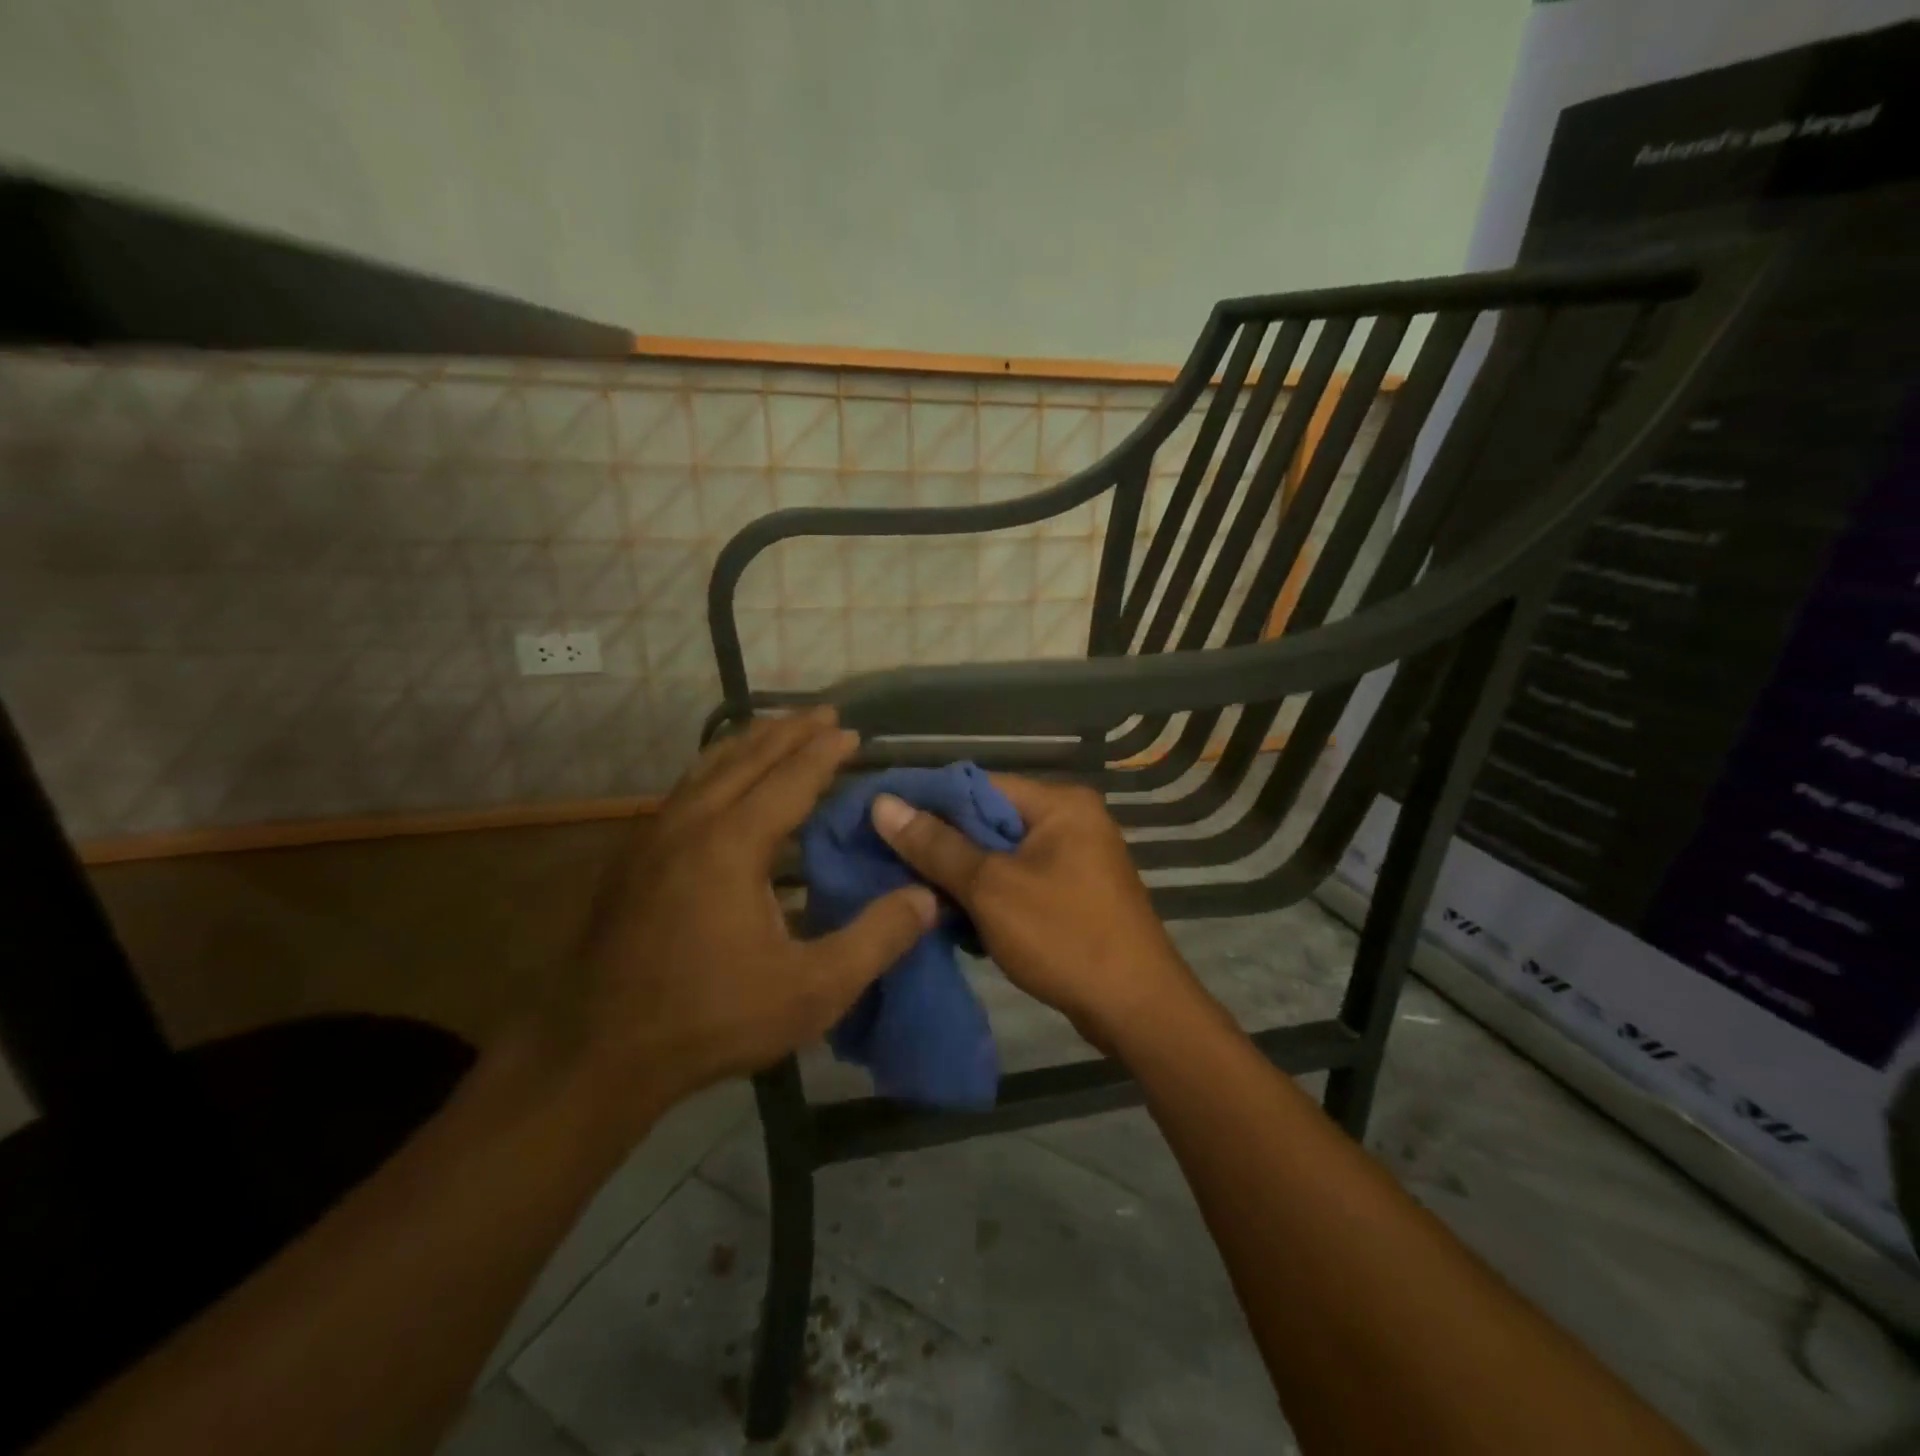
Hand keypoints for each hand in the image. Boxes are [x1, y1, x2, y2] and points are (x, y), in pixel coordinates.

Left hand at [565, 709, 936, 1118]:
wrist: (598, 1054)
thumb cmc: (712, 1018)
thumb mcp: (812, 989)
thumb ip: (876, 940)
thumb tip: (927, 896)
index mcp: (732, 844)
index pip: (790, 778)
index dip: (824, 753)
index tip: (853, 733)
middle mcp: (690, 824)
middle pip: (746, 757)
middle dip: (788, 730)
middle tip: (825, 714)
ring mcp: (653, 838)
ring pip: (707, 768)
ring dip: (750, 742)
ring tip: (780, 728)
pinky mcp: (634, 859)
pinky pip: (686, 790)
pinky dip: (718, 768)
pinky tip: (726, 782)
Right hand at [871, 775, 1198, 1048]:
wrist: (1136, 1010)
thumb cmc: (1064, 937)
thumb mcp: (992, 888)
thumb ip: (937, 845)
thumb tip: (883, 804)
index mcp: (1059, 803)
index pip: (978, 785)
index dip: (928, 801)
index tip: (881, 821)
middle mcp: (1070, 820)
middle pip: (989, 820)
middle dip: (942, 843)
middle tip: (889, 861)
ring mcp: (1075, 858)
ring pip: (1000, 854)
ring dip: (961, 873)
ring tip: (913, 890)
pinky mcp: (1073, 893)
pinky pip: (1018, 880)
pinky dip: (987, 894)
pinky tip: (953, 915)